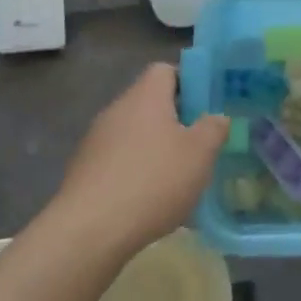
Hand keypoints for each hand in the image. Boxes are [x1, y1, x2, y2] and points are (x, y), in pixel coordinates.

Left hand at [47, 63, 229, 259]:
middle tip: (199, 144)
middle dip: (175, 120)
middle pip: (149, 102)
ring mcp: (95, 140)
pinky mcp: (84, 169)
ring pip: (134, 133)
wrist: (90, 229)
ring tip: (177, 177)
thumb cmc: (154, 180)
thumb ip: (213, 129)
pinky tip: (149, 199)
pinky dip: (135, 170)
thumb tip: (216, 117)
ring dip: (155, 147)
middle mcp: (117, 109)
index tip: (206, 105)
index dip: (188, 82)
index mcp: (145, 96)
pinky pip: (118, 159)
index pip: (165, 70)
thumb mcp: (200, 154)